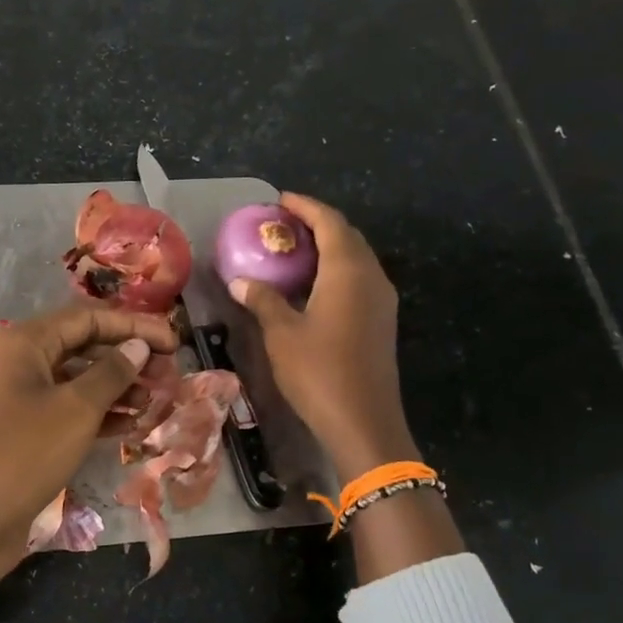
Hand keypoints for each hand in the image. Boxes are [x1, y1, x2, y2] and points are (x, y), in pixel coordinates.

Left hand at [0, 305, 177, 622]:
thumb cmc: (22, 455)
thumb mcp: (75, 410)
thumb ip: (112, 373)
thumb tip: (138, 346)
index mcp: (25, 344)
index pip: (88, 319)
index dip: (133, 326)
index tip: (173, 341)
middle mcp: (21, 363)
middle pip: (83, 347)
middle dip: (127, 356)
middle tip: (169, 372)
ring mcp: (22, 399)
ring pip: (78, 381)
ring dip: (118, 387)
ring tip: (157, 399)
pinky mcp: (26, 432)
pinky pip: (69, 410)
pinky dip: (100, 414)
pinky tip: (133, 424)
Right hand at [230, 194, 462, 578]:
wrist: (364, 422)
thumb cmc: (320, 372)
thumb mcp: (282, 333)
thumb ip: (263, 300)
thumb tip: (240, 280)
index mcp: (349, 271)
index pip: (330, 223)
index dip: (305, 206)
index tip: (280, 200)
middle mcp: (372, 277)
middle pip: (347, 236)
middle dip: (317, 224)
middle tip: (283, 224)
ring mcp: (382, 300)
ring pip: (356, 258)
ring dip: (328, 247)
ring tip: (294, 249)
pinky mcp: (381, 321)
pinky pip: (359, 279)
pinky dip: (336, 270)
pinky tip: (312, 285)